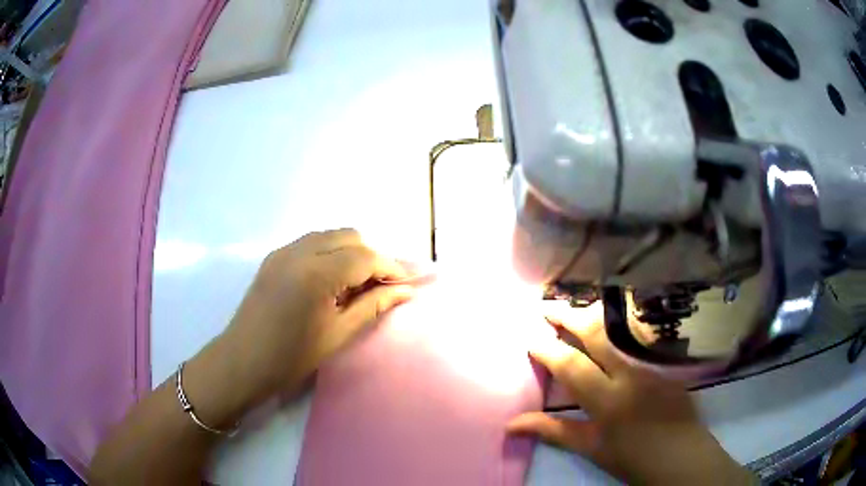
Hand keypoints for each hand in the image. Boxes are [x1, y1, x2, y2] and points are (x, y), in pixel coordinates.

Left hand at [221, 229, 415, 403]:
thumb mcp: (339, 333)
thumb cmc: (291, 357)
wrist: (242, 362)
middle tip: (382, 286)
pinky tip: (332, 280)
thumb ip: (374, 305)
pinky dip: (330, 253)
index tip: (406, 284)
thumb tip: (406, 291)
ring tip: (358, 284)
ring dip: (351, 252)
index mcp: (316, 272)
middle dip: (372, 256)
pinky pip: (311, 243)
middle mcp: (299, 251)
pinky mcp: (274, 257)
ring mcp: (283, 251)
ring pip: (330, 235)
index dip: (390, 267)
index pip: (365, 256)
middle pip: (349, 236)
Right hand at [507, 305, 753, 484]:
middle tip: (547, 308)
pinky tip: (610, 325)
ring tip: (575, 309)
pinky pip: (638, 337)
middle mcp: (631, 374)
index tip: (530, 338)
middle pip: (597, 335)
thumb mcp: (591, 448)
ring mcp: (652, 364)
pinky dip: (618, 327)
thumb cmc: (632, 458)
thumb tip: (510, 425)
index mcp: (608, 399)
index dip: (547, 349)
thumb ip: (553, 431)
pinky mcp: (666, 363)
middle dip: (569, 318)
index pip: (571, 365)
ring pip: (620, 330)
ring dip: (594, 316)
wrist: (681, 455)